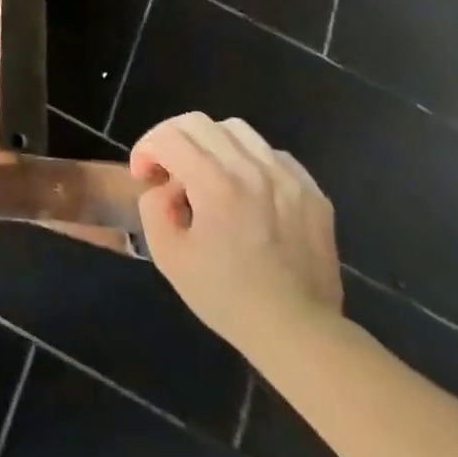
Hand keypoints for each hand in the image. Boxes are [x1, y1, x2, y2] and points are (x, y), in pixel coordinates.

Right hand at [129, 112, 343, 352]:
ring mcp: (288, 178)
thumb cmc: (227, 297)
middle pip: (199, 123)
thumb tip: (166, 186)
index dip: (146, 149)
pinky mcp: (312, 192)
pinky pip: (272, 154)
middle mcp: (253, 170)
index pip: (169, 136)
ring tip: (208, 176)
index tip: (145, 177)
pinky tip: (247, 191)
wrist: (299, 333)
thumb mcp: (168, 256)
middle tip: (168, 171)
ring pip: (237, 130)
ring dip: (211, 145)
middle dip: (172, 139)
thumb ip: (153, 206)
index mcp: (217, 185)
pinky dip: (250, 161)